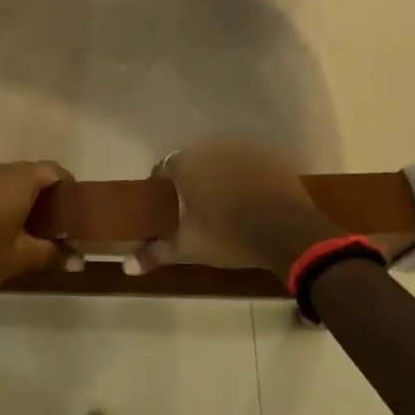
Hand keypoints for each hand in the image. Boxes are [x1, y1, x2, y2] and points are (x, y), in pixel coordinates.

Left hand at [0, 161, 70, 295]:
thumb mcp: (21, 258)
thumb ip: (51, 253)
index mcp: (19, 181)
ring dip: (8, 193)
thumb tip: (76, 258)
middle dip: (37, 190)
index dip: (65, 183)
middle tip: (42, 217)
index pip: (52, 169)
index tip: (68, 203)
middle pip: (25, 171)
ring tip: (10, 220)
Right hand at [132, 141, 344, 279]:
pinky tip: (253, 199)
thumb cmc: (229, 237)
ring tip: (225, 204)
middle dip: (193, 180)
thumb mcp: (189, 248)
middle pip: (195, 162)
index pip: (164, 168)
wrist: (289, 232)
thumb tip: (126, 266)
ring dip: (220, 176)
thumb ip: (156, 253)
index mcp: (187, 165)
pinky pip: (250, 164)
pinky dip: (248, 177)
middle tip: (196, 206)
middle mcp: (213, 148)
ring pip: (223, 161)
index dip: (164, 185)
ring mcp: (244, 150)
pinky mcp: (270, 157)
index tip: (168, 205)